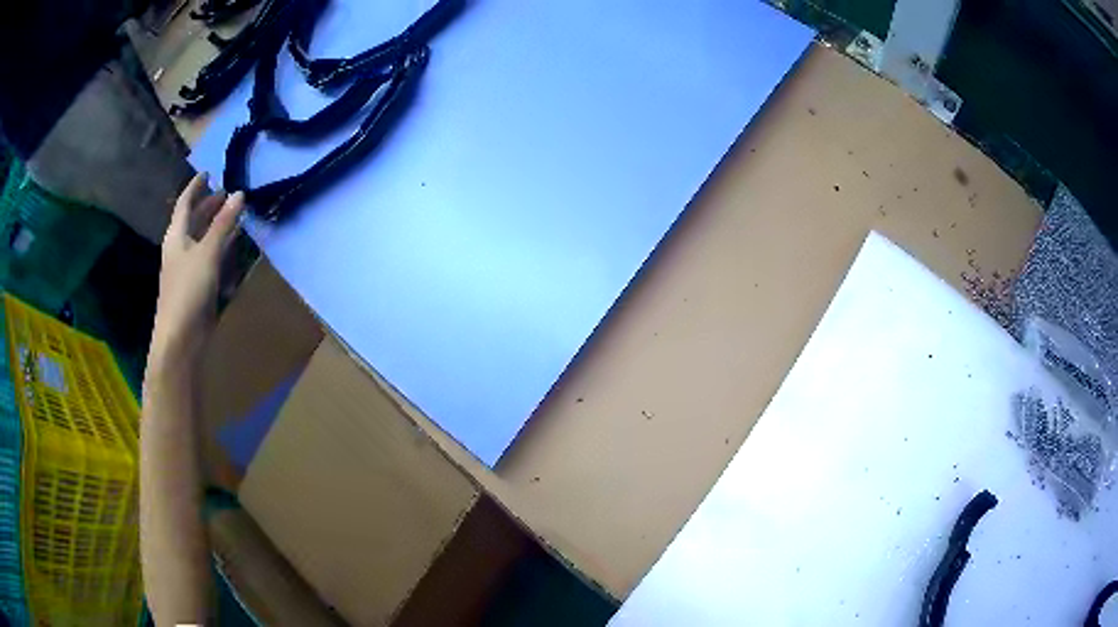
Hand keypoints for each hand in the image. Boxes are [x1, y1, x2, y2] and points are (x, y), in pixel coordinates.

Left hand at [149, 174, 245, 368]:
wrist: (180, 339)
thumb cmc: (188, 290)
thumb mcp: (207, 252)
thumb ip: (223, 224)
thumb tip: (239, 193)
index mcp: (176, 237)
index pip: (185, 203)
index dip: (195, 187)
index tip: (208, 172)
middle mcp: (180, 249)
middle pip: (193, 221)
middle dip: (208, 206)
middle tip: (225, 192)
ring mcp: (188, 269)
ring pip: (202, 240)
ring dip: (216, 226)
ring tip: (233, 214)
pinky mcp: (197, 287)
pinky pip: (209, 259)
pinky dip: (220, 249)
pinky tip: (232, 248)